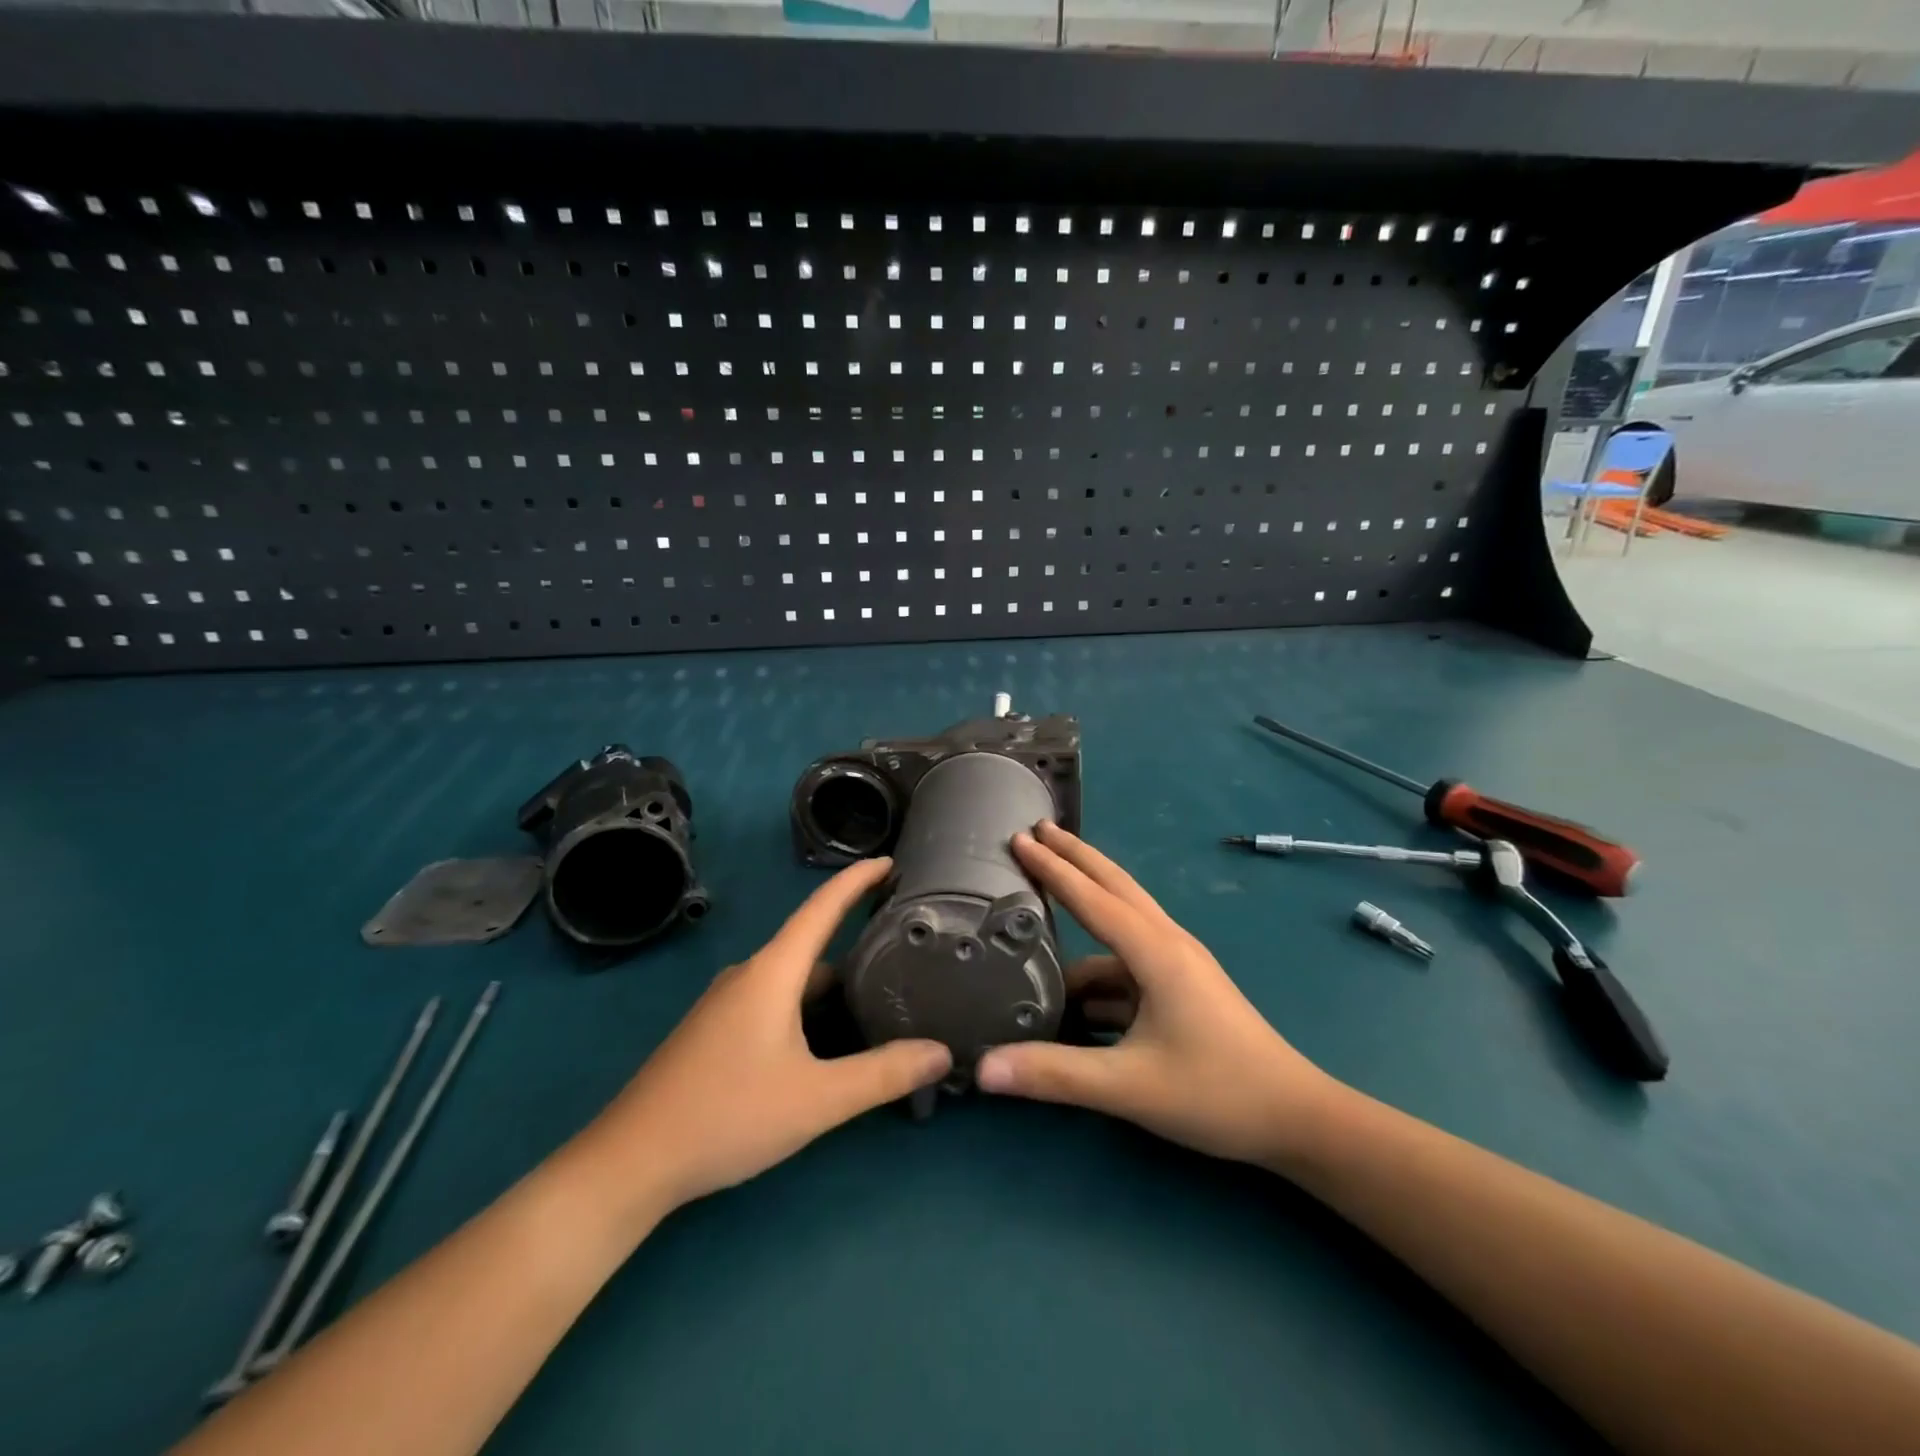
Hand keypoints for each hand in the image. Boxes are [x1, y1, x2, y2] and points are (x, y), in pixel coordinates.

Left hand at [591, 858, 951, 1215]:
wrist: (631, 1162)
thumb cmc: (727, 1114)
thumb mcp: (817, 1099)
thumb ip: (882, 1074)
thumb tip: (942, 1052)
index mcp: (772, 972)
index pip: (822, 908)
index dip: (857, 880)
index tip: (891, 861)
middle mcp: (749, 975)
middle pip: (812, 943)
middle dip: (855, 936)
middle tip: (904, 943)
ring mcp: (727, 1003)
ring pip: (793, 977)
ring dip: (833, 979)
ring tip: (878, 992)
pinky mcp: (715, 1031)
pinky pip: (774, 998)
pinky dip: (808, 1003)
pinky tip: (827, 1037)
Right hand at [977, 822, 1335, 1169]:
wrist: (1296, 1119)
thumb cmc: (1217, 1093)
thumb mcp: (1129, 1087)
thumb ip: (1055, 1074)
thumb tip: (984, 1068)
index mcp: (1156, 953)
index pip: (1092, 898)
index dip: (1052, 868)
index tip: (1020, 839)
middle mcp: (1167, 944)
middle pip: (1114, 886)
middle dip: (1074, 857)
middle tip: (1035, 831)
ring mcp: (1178, 965)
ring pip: (1120, 926)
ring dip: (1083, 915)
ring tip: (1039, 915)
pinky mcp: (1181, 988)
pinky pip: (1127, 966)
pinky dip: (1097, 969)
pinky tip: (1070, 995)